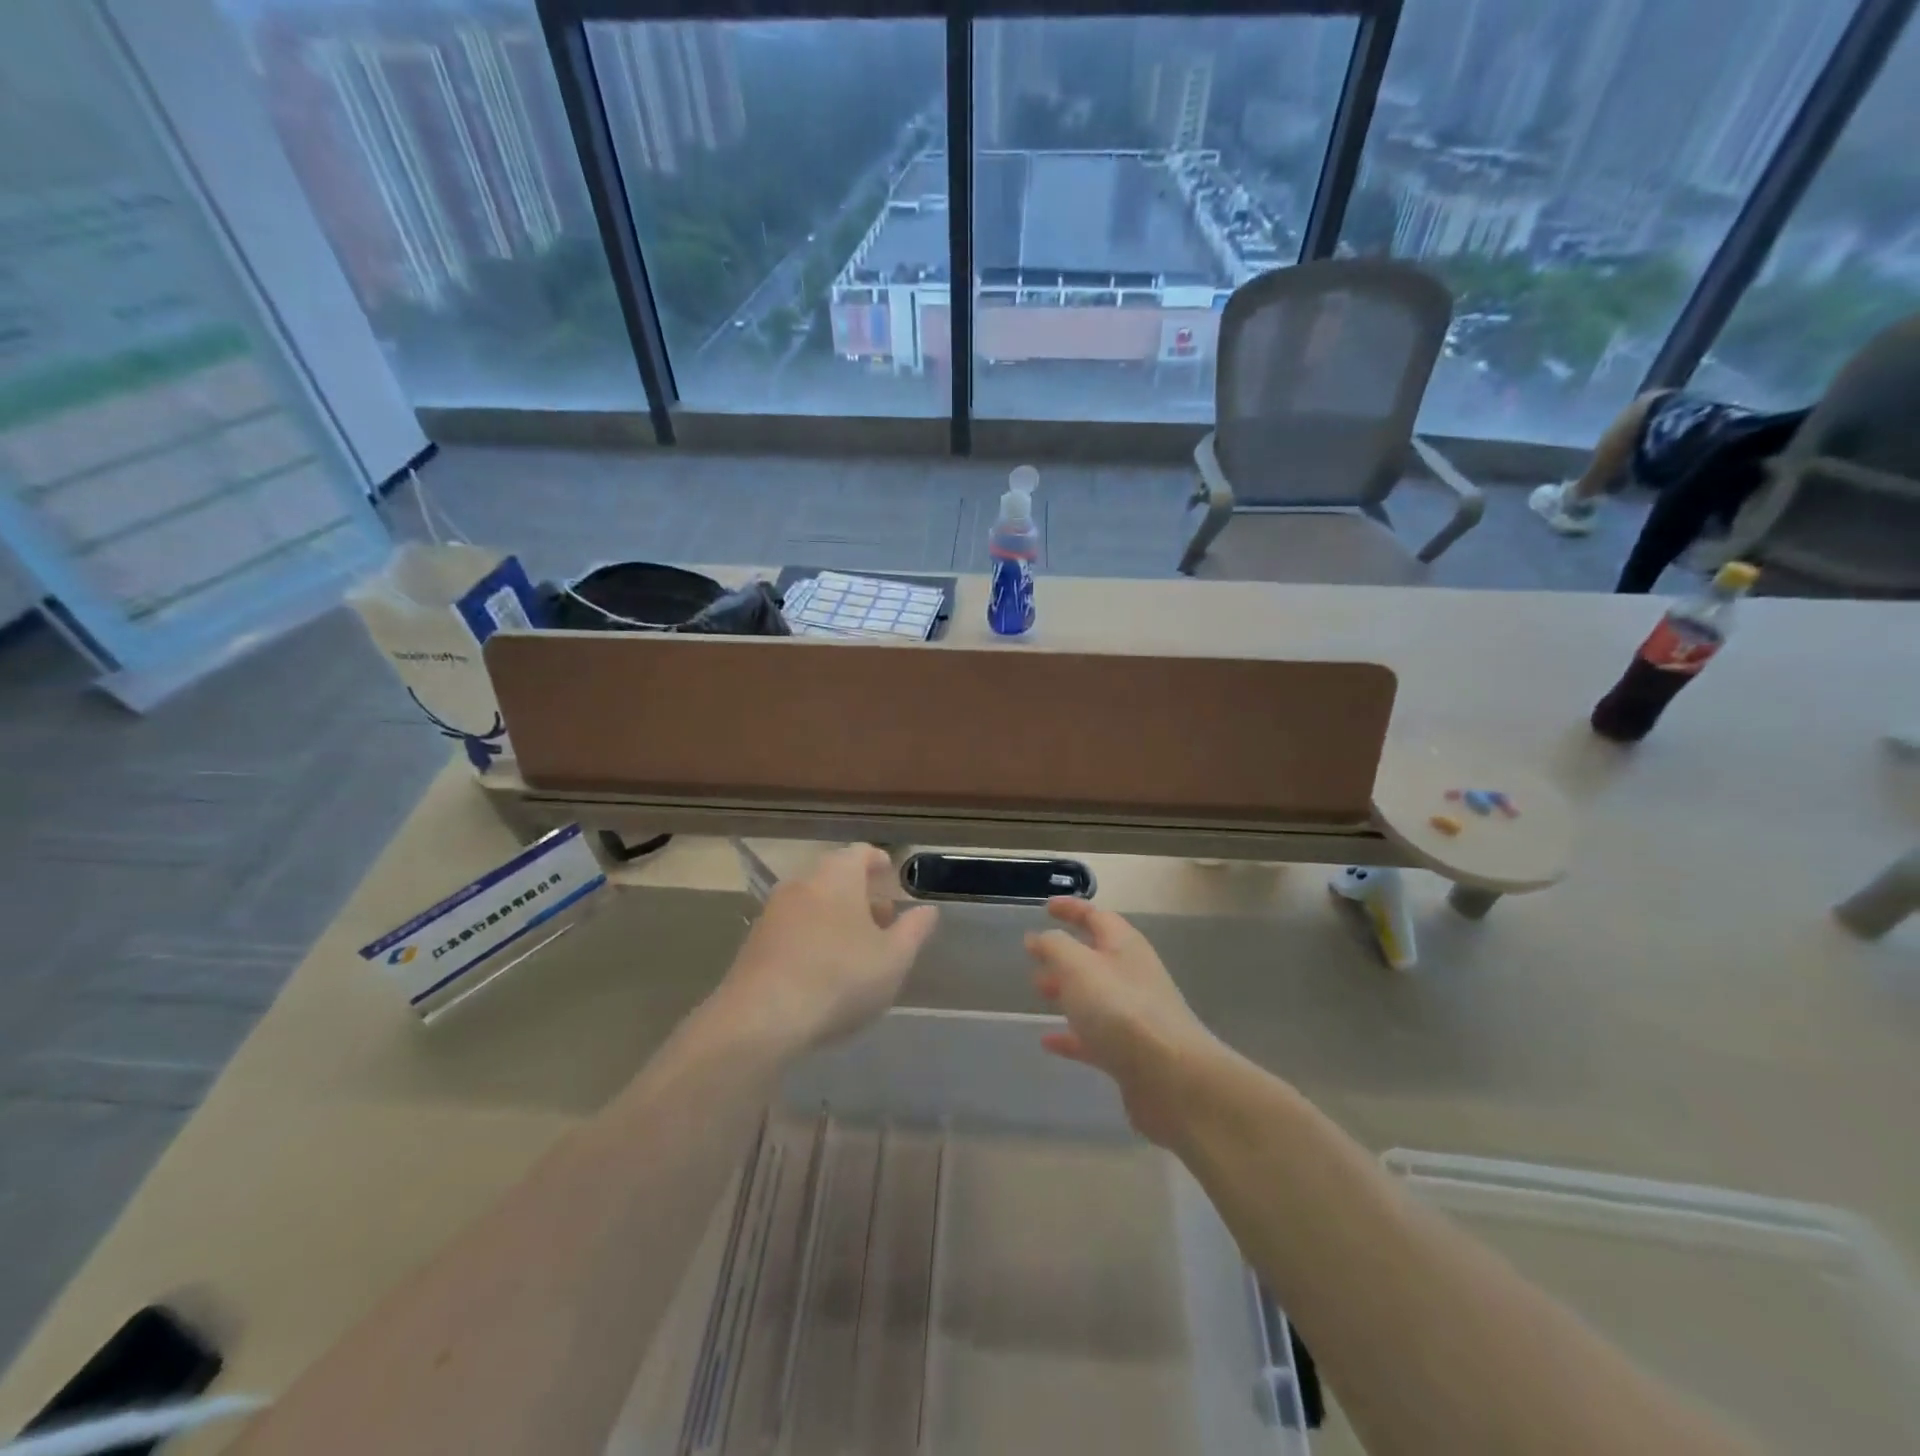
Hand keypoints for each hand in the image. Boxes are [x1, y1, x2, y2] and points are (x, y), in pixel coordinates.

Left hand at [719, 845, 937, 1053]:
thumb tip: (927, 910)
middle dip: (860, 893)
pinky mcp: (755, 941)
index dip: (878, 862)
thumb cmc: (839, 978)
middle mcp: (803, 882)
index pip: (860, 852)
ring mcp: (774, 911)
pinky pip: (794, 926)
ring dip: (836, 916)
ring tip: (856, 947)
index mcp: (837, 875)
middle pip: (835, 876)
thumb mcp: (893, 958)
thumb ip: (914, 930)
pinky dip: (813, 935)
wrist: (761, 1018)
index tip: (890, 875)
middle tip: (882, 918)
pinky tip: (824, 967)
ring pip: (813, 902)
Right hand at [1027, 898, 1219, 1145]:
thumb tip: (1041, 938)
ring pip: (1094, 996)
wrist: (1172, 1079)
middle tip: (1034, 956)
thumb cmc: (1120, 1010)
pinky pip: (1094, 1037)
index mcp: (1124, 946)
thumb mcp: (1078, 966)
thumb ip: (1055, 946)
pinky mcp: (1130, 1054)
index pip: (1096, 916)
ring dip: (1066, 990)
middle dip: (1064, 953)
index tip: (1047, 907)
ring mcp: (1134, 1016)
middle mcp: (1132, 976)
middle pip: (1095, 956)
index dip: (1071, 909)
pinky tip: (1048, 1042)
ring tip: (1038, 990)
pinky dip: (1071, 1035)